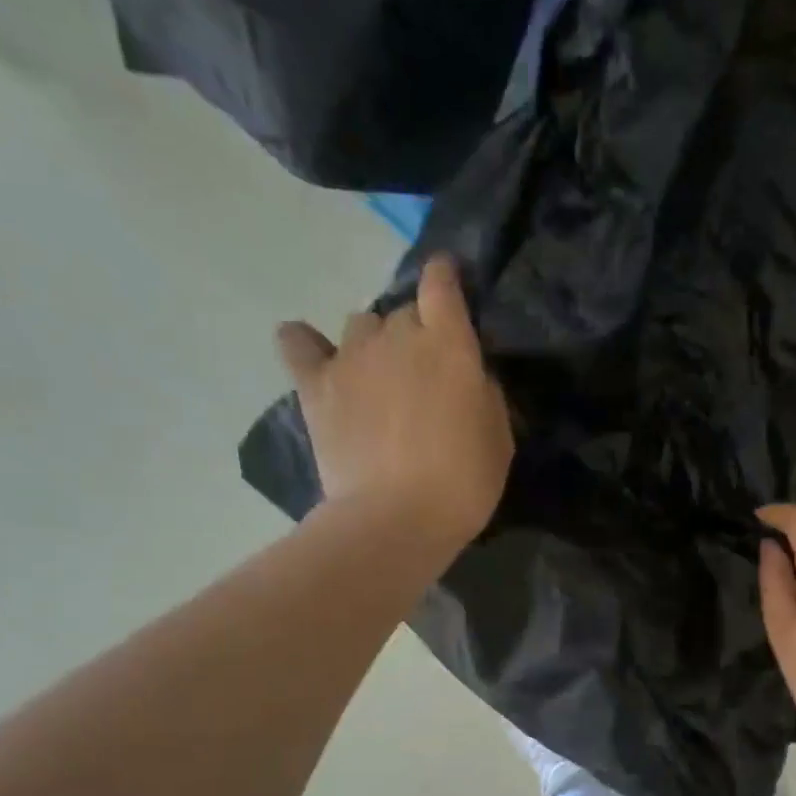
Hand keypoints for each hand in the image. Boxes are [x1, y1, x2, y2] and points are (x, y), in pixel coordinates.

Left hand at [277, 256, 513, 545]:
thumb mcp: (499, 435)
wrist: (396, 518)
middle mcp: (397, 335)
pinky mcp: (316, 385)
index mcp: (448, 343)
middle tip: (425, 373)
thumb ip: (483, 390)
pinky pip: (297, 343)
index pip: (442, 283)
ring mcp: (351, 357)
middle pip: (404, 311)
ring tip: (378, 377)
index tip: (449, 284)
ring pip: (361, 323)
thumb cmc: (463, 482)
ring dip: (374, 342)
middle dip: (417, 331)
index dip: (445, 277)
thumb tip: (467, 372)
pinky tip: (315, 358)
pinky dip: (305, 344)